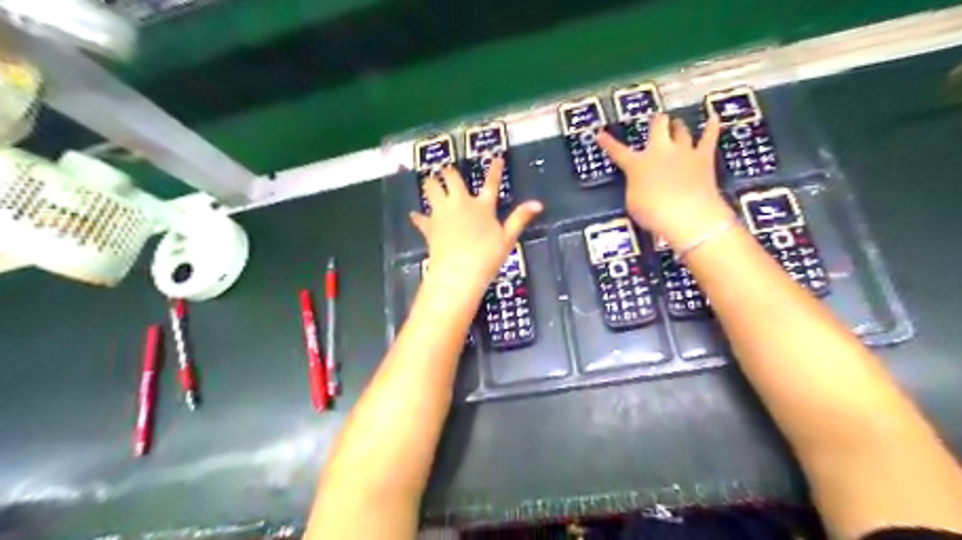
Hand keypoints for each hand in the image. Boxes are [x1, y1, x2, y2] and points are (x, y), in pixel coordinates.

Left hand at [408, 159, 539, 298]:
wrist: (457, 271)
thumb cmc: (486, 256)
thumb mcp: (507, 238)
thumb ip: (520, 219)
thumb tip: (538, 203)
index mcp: (482, 206)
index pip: (491, 184)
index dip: (494, 170)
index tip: (496, 157)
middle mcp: (460, 204)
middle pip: (452, 179)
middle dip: (449, 172)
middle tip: (446, 169)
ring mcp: (442, 214)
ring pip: (431, 190)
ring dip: (430, 184)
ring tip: (429, 180)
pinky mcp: (430, 227)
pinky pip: (421, 219)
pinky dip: (418, 217)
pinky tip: (414, 215)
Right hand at [599, 112, 733, 250]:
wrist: (687, 215)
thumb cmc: (653, 213)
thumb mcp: (633, 202)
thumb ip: (635, 186)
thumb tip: (640, 181)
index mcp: (637, 164)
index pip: (618, 151)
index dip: (608, 143)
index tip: (600, 134)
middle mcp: (659, 152)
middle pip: (658, 127)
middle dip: (656, 123)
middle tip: (655, 122)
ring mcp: (683, 152)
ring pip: (681, 130)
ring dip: (677, 126)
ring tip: (676, 123)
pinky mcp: (704, 158)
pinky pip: (709, 137)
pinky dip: (712, 127)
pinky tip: (714, 117)